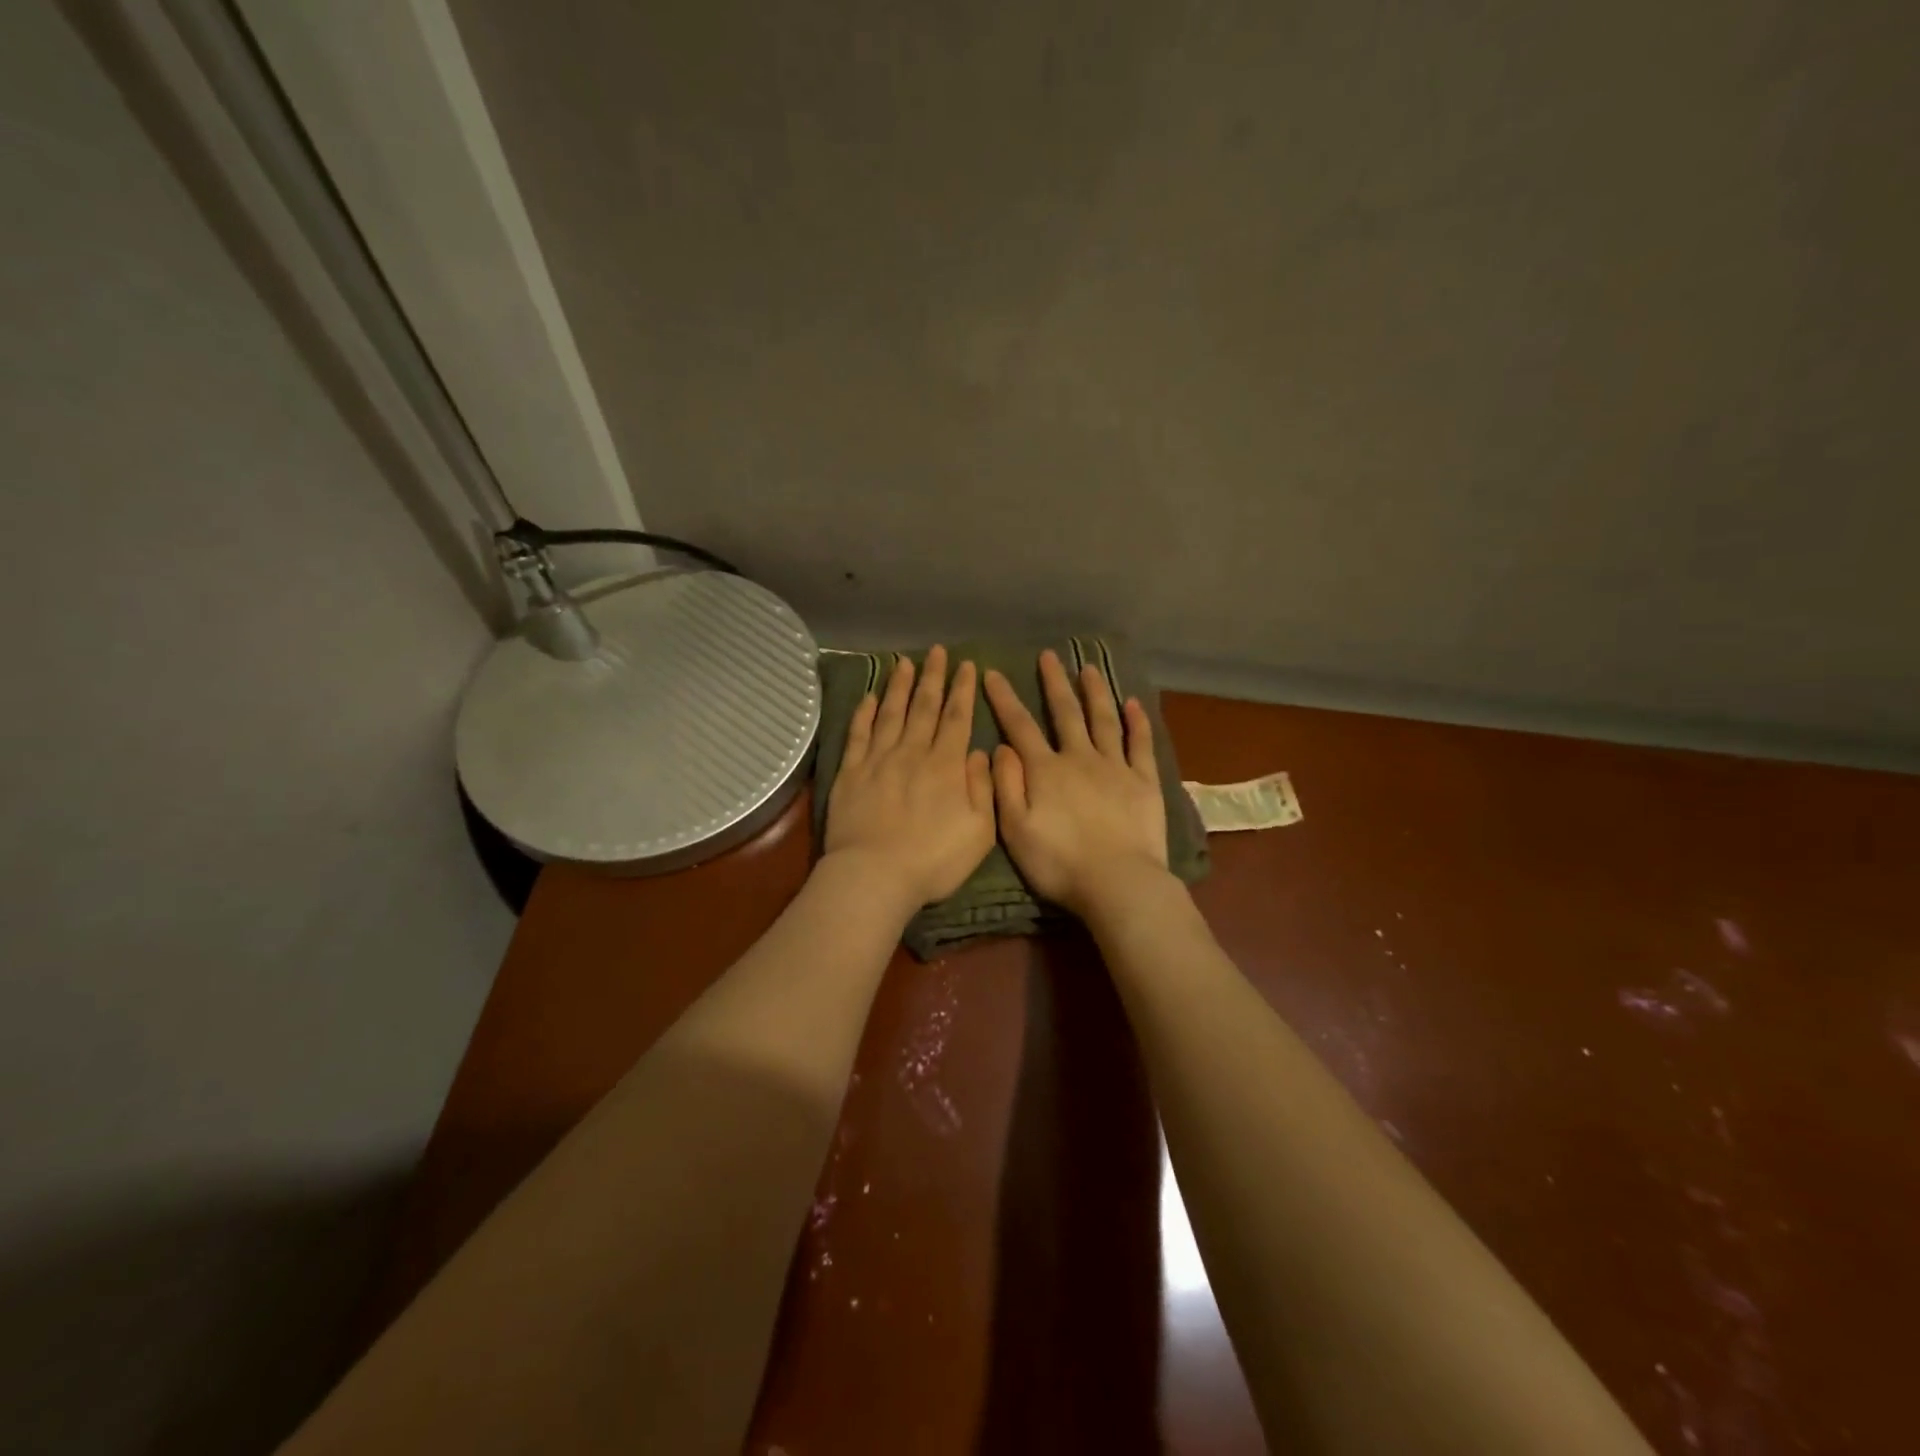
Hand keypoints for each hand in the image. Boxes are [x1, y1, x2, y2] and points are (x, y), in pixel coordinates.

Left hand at [823, 645, 996, 912]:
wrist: (874, 875)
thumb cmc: (934, 861)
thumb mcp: (979, 831)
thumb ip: (982, 788)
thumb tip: (977, 752)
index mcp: (946, 766)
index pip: (957, 718)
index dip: (962, 690)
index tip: (967, 665)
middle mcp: (912, 753)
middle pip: (924, 707)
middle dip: (933, 677)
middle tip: (937, 651)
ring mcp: (878, 760)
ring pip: (890, 713)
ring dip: (899, 686)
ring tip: (904, 662)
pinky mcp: (850, 773)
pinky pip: (858, 734)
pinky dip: (863, 713)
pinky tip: (868, 697)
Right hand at [983, 649, 1168, 915]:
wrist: (1118, 883)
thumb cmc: (1059, 863)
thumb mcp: (1016, 830)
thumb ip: (1006, 787)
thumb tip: (1001, 747)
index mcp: (1045, 771)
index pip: (1020, 726)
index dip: (1005, 699)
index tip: (993, 673)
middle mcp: (1080, 758)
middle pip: (1066, 713)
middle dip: (1054, 683)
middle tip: (1049, 655)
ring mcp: (1115, 767)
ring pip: (1103, 720)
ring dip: (1095, 692)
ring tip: (1089, 668)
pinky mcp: (1144, 782)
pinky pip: (1140, 744)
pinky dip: (1137, 722)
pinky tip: (1133, 703)